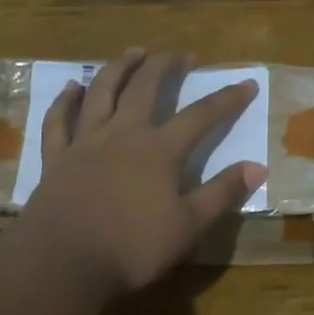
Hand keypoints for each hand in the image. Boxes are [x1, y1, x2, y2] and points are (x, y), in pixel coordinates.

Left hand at [22, 49, 267, 296]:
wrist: (62, 261)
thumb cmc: (132, 247)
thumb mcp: (188, 226)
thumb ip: (222, 194)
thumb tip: (257, 166)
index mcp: (159, 150)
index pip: (201, 116)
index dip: (227, 99)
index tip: (247, 84)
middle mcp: (122, 134)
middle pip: (146, 88)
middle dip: (167, 66)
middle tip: (183, 55)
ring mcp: (85, 142)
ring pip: (102, 92)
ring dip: (120, 68)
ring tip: (134, 52)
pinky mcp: (56, 158)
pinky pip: (58, 121)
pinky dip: (65, 101)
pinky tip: (72, 88)